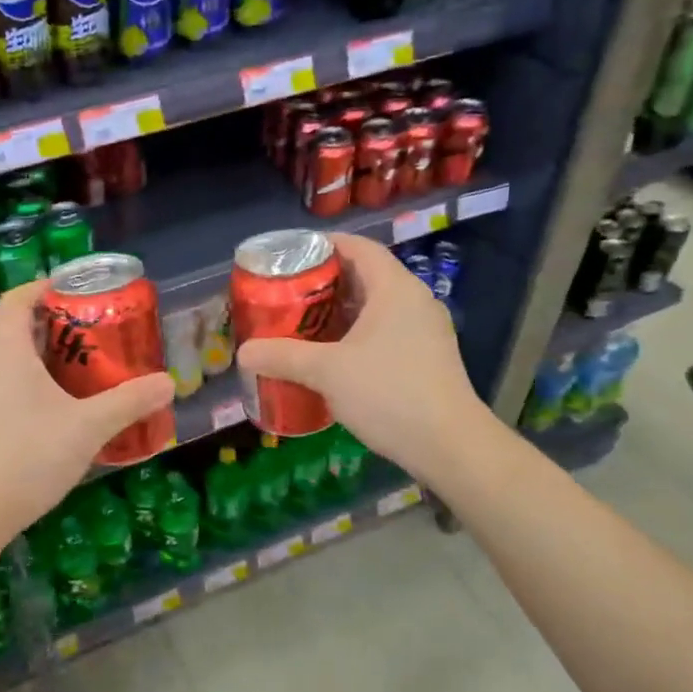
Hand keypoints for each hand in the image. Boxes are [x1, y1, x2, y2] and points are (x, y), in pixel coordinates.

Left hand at [0, 280, 175, 544]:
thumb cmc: (28, 455)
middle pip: (20, 328)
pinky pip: (13, 388)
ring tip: (91, 368)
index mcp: (7, 351)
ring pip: (17, 361)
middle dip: (60, 325)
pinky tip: (68, 410)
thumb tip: (168, 383)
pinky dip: (40, 385)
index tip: (78, 288)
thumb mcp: (88, 427)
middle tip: (100, 332)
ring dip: (51, 358)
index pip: (18, 299)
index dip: (45, 286)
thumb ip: (129, 402)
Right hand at [235, 232, 483, 476]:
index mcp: (394, 288)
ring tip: (300, 325)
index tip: (289, 257)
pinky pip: (384, 332)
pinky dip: (355, 336)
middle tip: (285, 295)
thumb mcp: (327, 372)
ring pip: (374, 308)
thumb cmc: (389, 393)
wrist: (449, 445)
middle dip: (323, 283)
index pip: (358, 247)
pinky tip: (330, 358)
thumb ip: (283, 356)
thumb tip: (243, 352)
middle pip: (364, 276)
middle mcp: (414, 300)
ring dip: (338, 313)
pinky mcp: (426, 358)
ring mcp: (424, 330)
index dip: (322, 245)